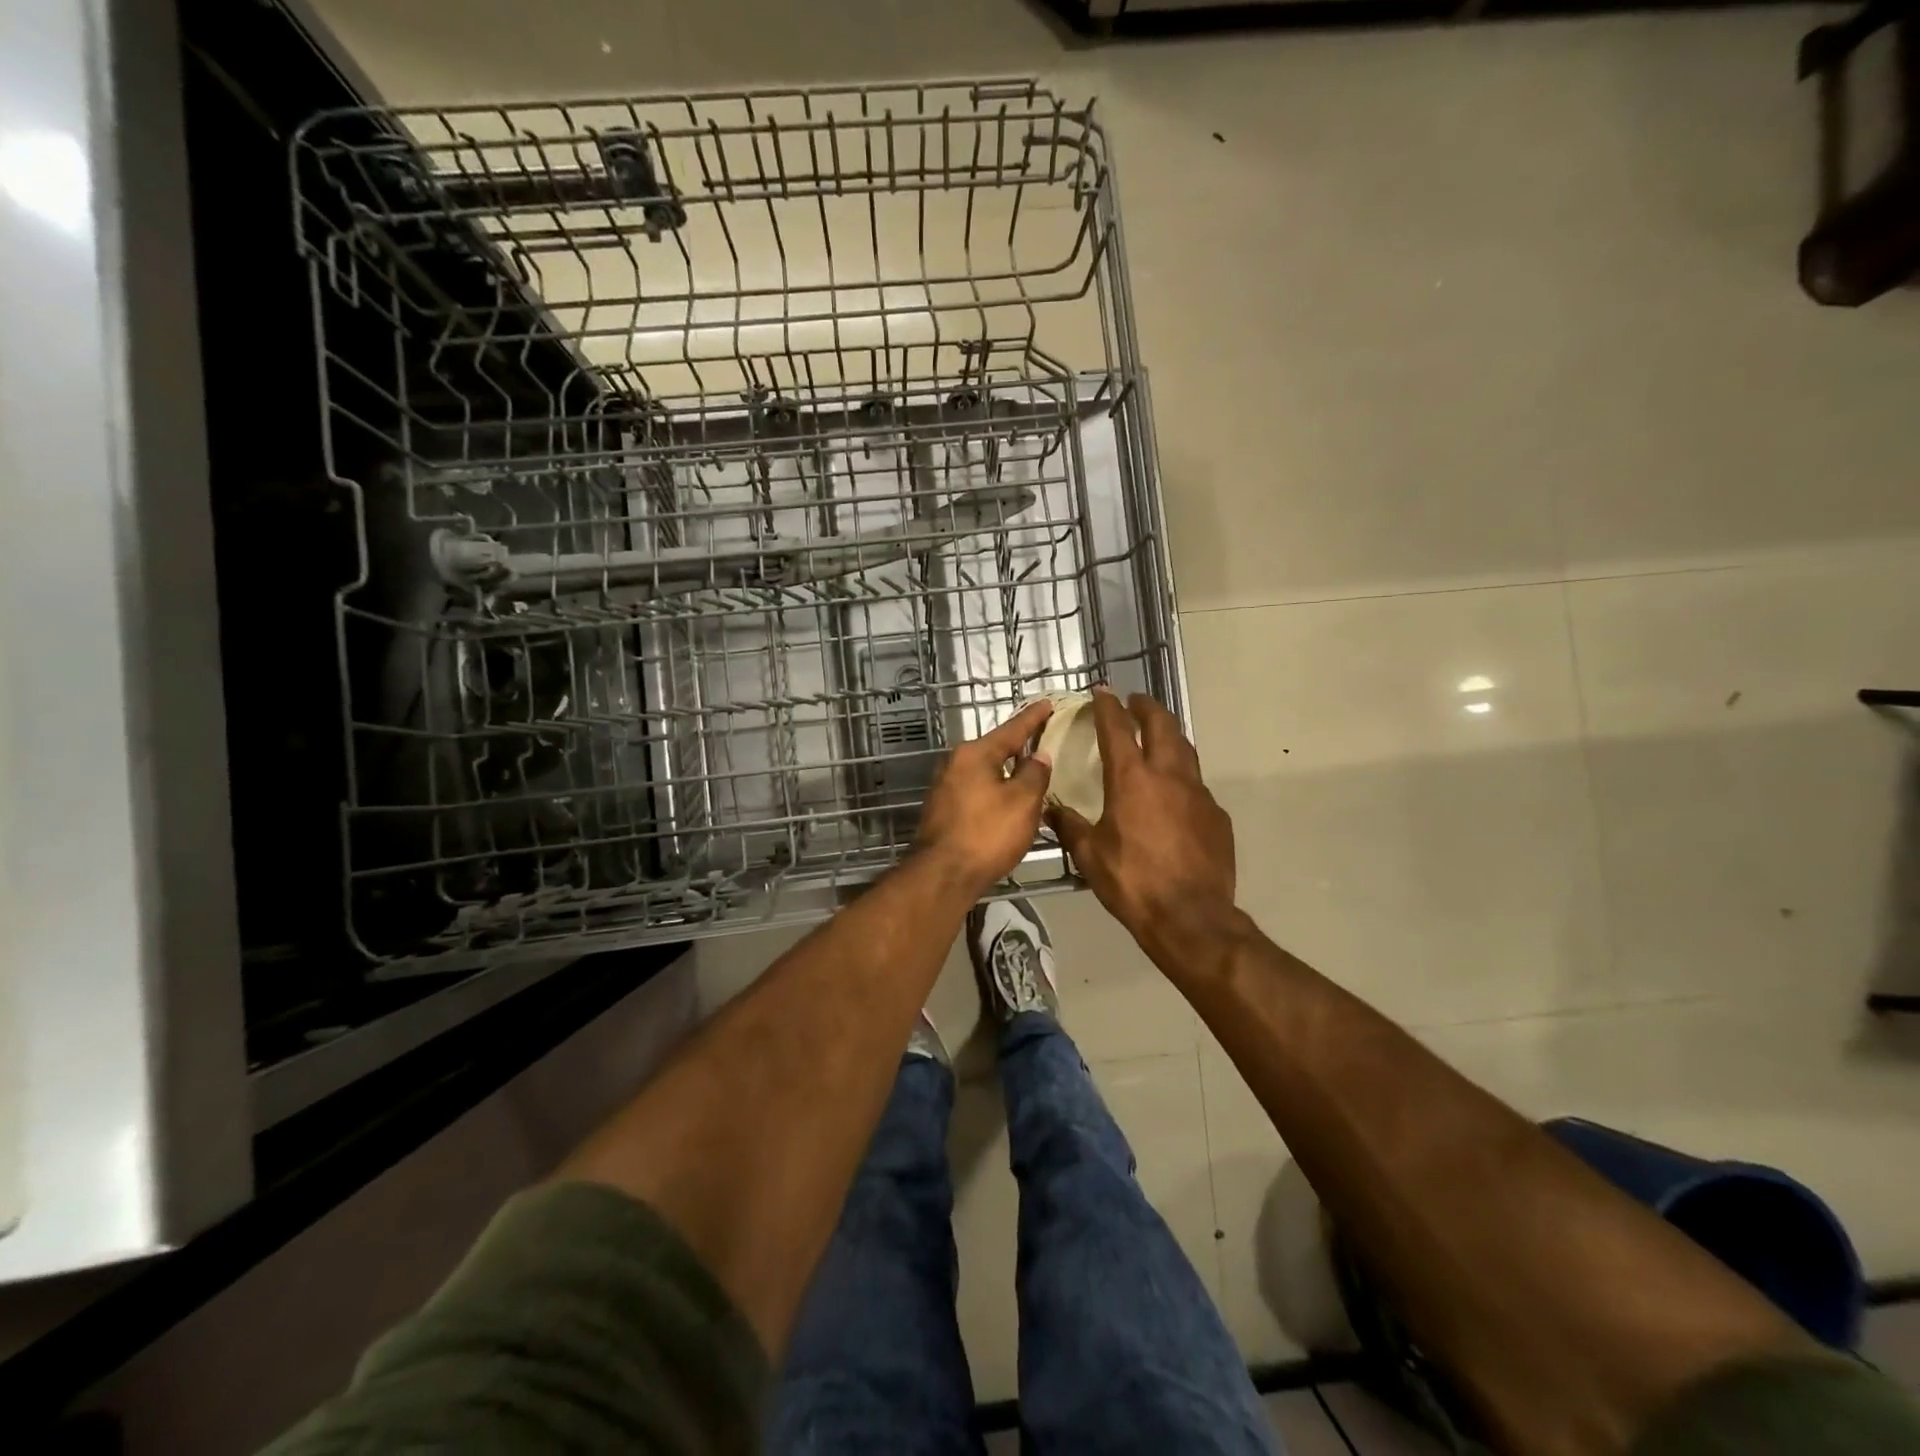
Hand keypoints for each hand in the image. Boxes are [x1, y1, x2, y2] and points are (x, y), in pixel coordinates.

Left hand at [915, 700, 1054, 894]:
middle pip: (994, 748)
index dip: (1033, 717)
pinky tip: (1008, 799)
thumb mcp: (1023, 802)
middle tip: (1043, 738)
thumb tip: (1039, 755)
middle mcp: (955, 763)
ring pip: (984, 771)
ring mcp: (945, 787)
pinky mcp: (943, 810)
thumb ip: (1035, 774)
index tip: (1047, 703)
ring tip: (1031, 770)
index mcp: (975, 754)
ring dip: (1006, 771)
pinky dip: (995, 789)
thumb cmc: (987, 833)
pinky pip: (976, 790)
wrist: (943, 875)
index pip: (1012, 729)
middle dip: (1018, 745)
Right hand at [1049, 690, 1237, 959]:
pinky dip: (1182, 777)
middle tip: (1135, 703)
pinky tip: (1174, 794)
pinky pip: (1197, 785)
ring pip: (1185, 749)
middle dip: (1147, 707)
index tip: (1102, 691)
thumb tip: (1051, 810)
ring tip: (1157, 736)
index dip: (1107, 706)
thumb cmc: (1132, 882)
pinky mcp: (1217, 815)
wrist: (1191, 917)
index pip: (1117, 728)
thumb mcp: (1089, 855)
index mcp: (1132, 779)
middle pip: (1162, 724)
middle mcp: (1168, 775)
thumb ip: (1070, 826)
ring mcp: (1198, 794)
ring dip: (1169, 735)